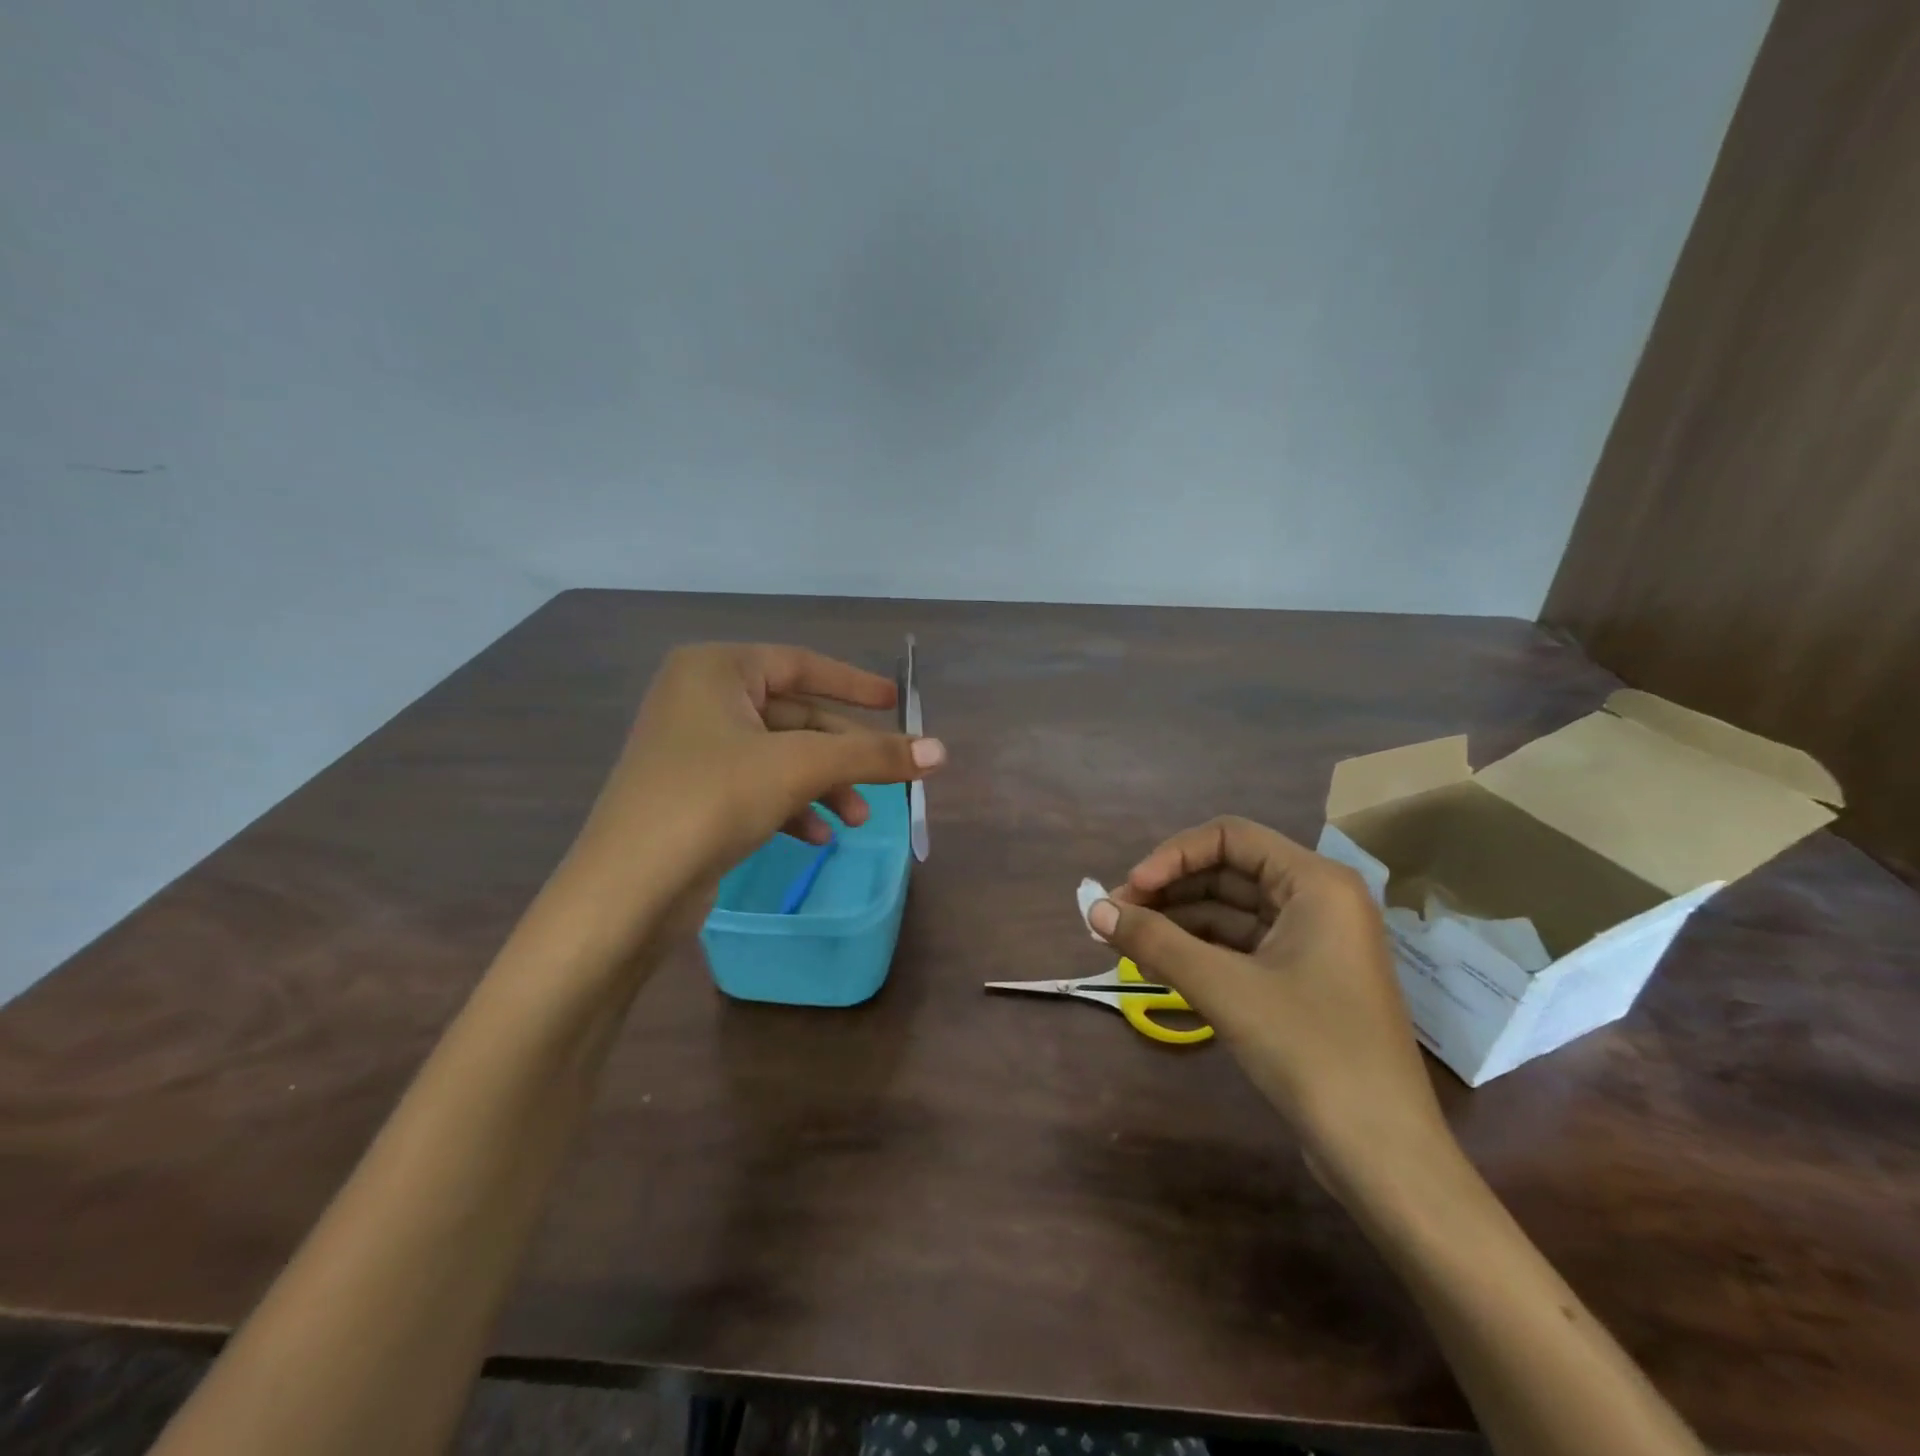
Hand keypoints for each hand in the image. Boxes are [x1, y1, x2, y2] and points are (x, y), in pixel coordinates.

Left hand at [553, 643, 944, 949]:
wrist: (628, 889)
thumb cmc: (712, 799)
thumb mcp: (800, 768)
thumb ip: (873, 755)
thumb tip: (942, 751)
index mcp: (715, 670)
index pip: (801, 664)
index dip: (853, 684)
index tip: (895, 702)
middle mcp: (700, 699)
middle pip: (795, 717)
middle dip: (843, 754)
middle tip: (889, 780)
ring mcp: (693, 749)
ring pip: (780, 756)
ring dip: (824, 786)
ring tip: (857, 822)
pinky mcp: (693, 794)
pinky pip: (758, 786)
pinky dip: (793, 806)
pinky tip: (816, 837)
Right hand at [1092, 817, 1444, 1173]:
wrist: (1383, 1154)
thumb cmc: (1311, 1051)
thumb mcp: (1224, 989)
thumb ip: (1154, 942)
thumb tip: (1093, 909)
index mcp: (1316, 883)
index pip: (1229, 837)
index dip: (1172, 855)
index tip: (1129, 889)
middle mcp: (1318, 901)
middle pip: (1227, 871)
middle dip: (1168, 890)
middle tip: (1113, 915)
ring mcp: (1313, 943)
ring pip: (1230, 911)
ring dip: (1177, 921)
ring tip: (1123, 939)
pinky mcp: (1302, 980)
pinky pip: (1241, 946)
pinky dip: (1199, 950)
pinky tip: (1157, 964)